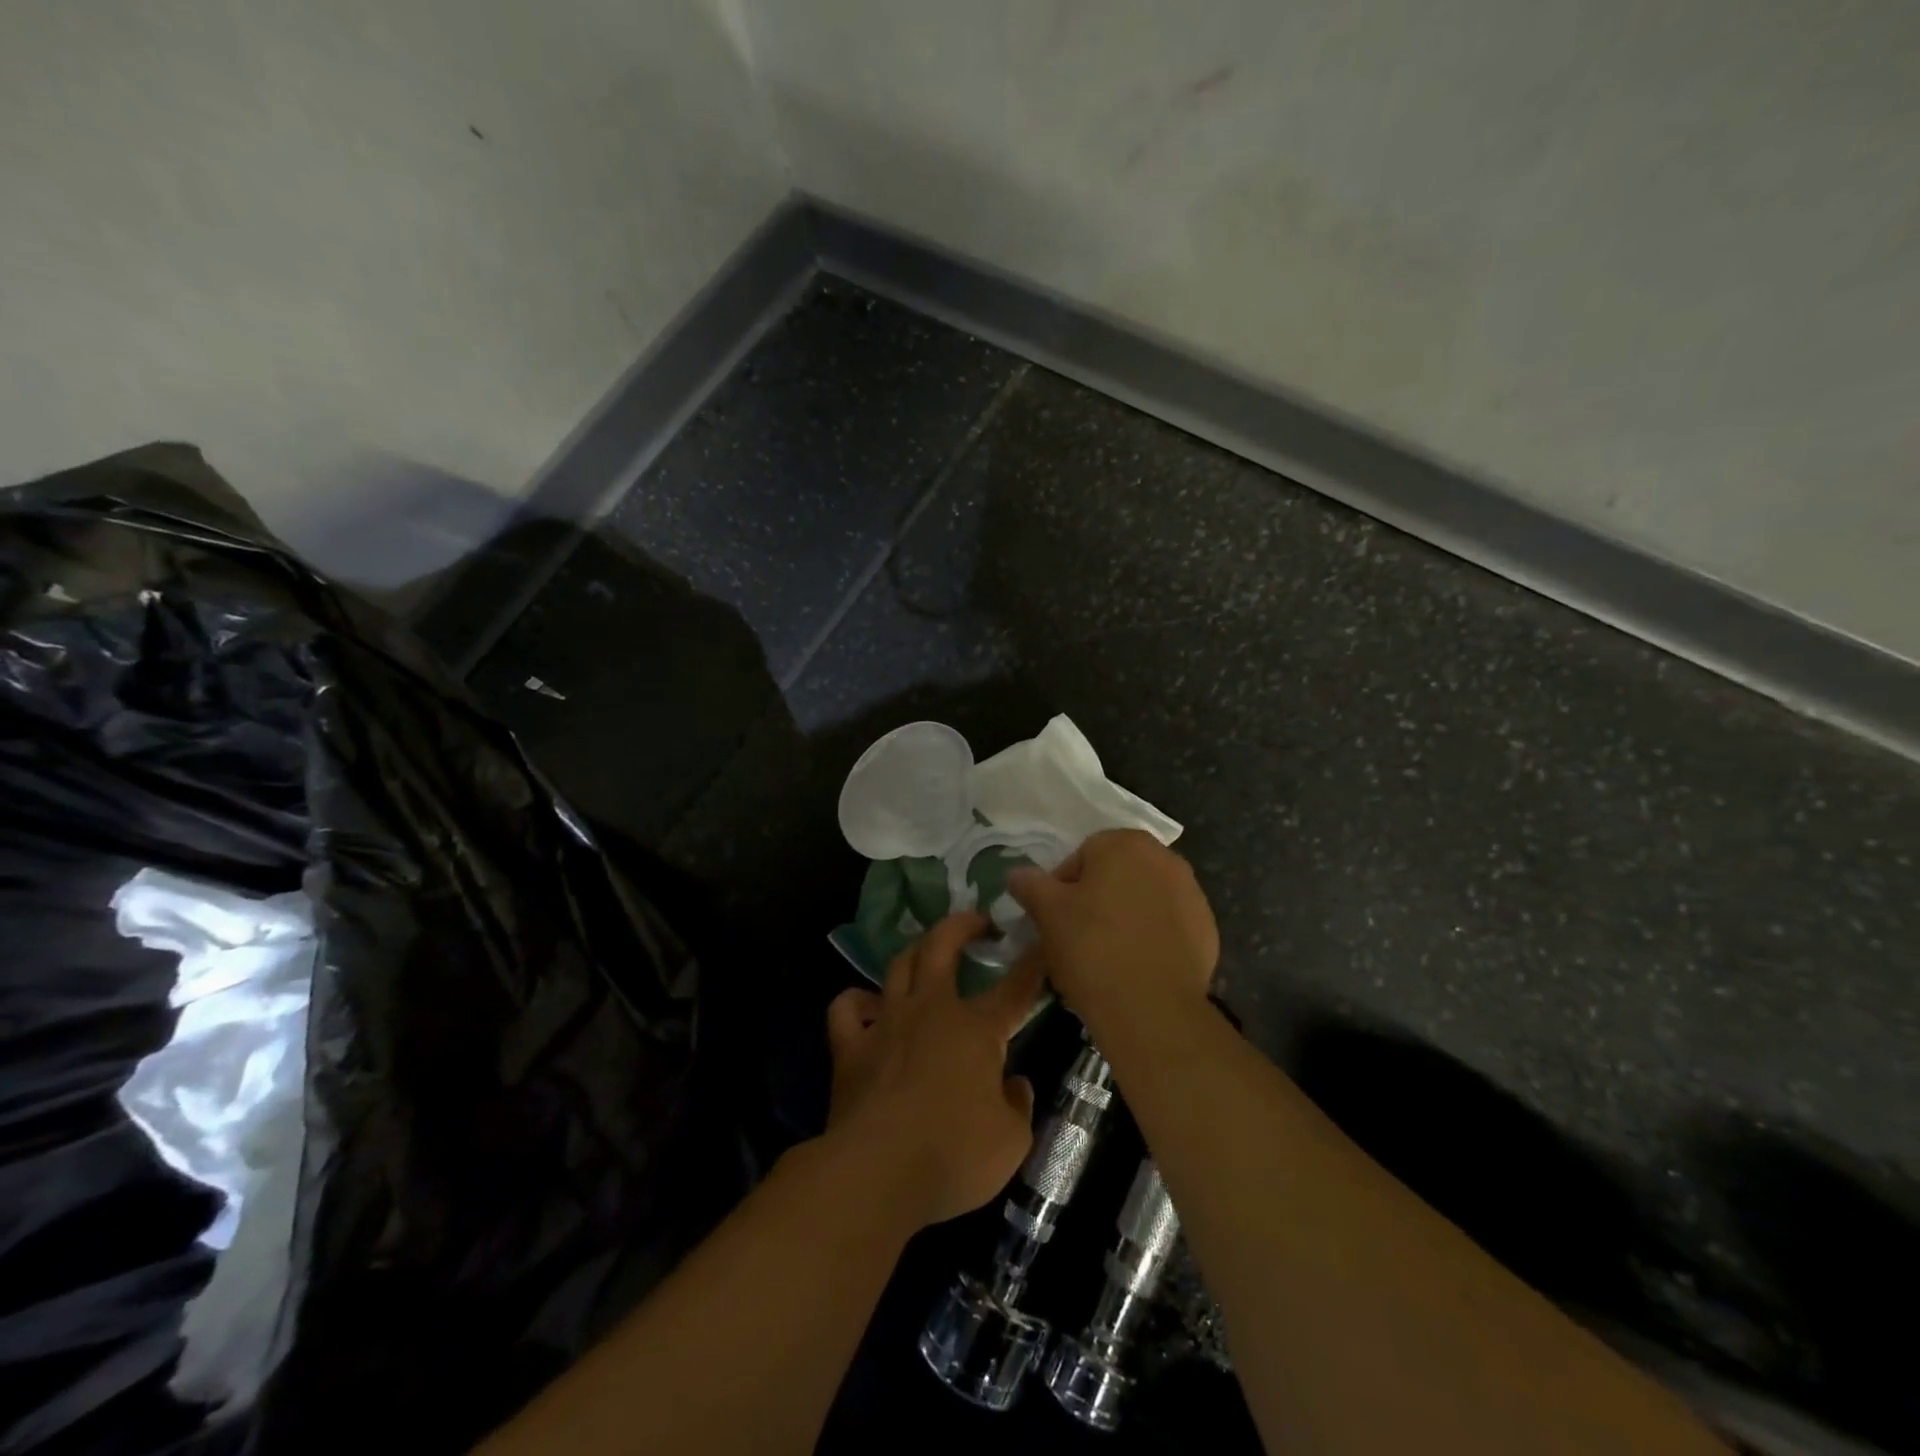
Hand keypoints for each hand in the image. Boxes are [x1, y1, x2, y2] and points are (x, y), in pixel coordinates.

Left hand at [823, 912, 1043, 1229]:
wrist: (877, 1172)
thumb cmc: (953, 1155)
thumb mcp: (1011, 1141)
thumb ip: (1017, 1104)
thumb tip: (1012, 1084)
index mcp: (976, 1029)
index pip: (1015, 988)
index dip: (1033, 963)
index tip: (1042, 941)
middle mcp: (931, 1010)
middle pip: (942, 946)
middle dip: (962, 925)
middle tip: (978, 921)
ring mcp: (887, 1023)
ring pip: (899, 965)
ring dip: (916, 951)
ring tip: (927, 952)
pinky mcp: (850, 1046)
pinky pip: (847, 1007)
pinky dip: (858, 1000)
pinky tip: (868, 1005)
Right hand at [1007, 829, 1217, 1034]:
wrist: (1152, 1009)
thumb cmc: (1092, 947)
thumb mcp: (1047, 913)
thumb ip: (1030, 884)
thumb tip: (1017, 874)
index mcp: (1124, 843)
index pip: (1081, 856)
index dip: (1062, 888)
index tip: (1055, 919)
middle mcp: (1165, 858)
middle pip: (1116, 874)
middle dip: (1096, 899)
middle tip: (1077, 937)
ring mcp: (1192, 894)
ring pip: (1143, 900)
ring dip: (1125, 917)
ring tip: (1106, 956)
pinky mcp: (1208, 930)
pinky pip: (1168, 926)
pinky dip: (1152, 939)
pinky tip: (1136, 967)